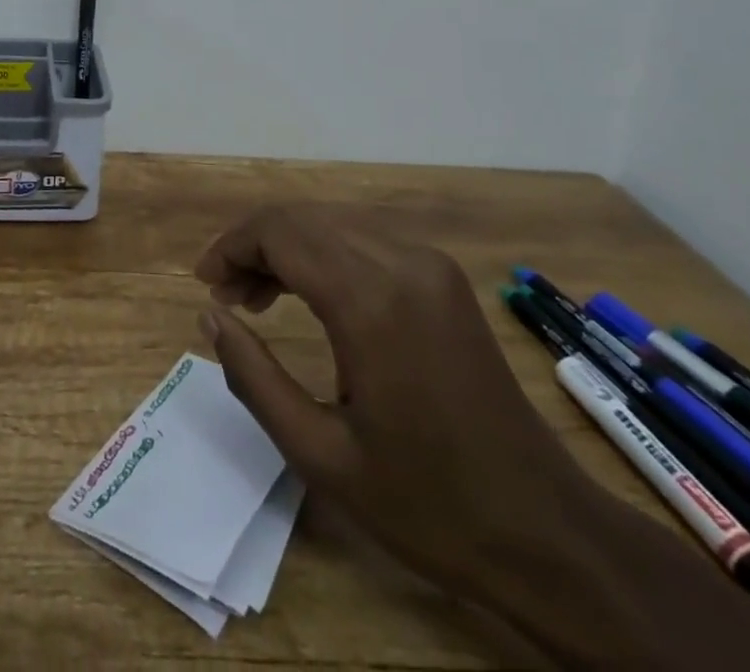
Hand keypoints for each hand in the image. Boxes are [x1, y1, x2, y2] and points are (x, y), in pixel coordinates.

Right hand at [194, 204, 596, 596]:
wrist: (545, 530)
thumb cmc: (427, 504)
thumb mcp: (321, 455)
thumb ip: (254, 377)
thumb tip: (210, 315)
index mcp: (370, 301)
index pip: (280, 233)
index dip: (232, 246)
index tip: (204, 283)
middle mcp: (401, 261)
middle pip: (304, 219)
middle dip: (254, 245)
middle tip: (225, 297)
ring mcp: (429, 264)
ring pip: (333, 224)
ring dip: (287, 248)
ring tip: (256, 299)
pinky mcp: (443, 277)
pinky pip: (365, 241)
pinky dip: (324, 256)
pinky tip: (309, 297)